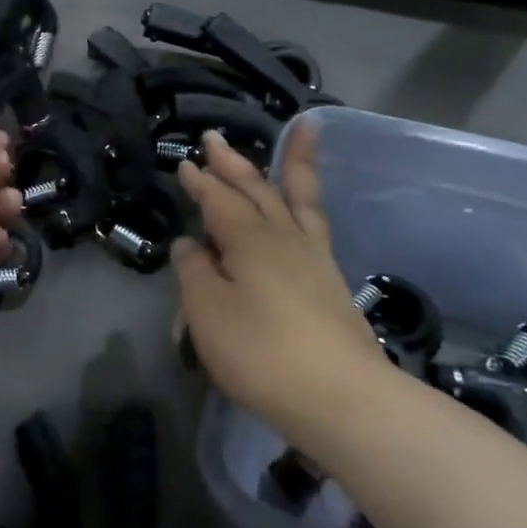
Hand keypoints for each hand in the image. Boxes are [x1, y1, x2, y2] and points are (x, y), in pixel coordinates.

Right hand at [173, 123, 387, 439]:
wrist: (342, 398)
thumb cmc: (261, 352)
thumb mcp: (207, 311)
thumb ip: (194, 271)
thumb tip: (191, 243)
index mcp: (247, 238)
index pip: (217, 199)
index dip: (199, 182)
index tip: (184, 163)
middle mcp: (282, 236)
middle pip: (255, 189)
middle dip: (232, 163)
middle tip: (215, 138)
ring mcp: (313, 256)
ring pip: (297, 197)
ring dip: (291, 164)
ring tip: (302, 130)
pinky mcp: (330, 280)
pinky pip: (315, 221)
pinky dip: (309, 200)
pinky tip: (303, 207)